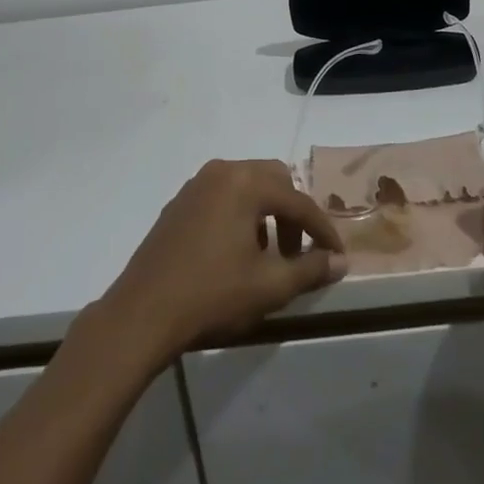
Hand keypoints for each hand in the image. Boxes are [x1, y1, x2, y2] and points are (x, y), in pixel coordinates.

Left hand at [97, 160, 347, 366]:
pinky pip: (223, 196)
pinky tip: (237, 253)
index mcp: (245, 182)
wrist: (142, 312)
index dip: (322, 229)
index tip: (337, 256)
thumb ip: (310, 269)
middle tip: (298, 251)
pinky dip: (240, 214)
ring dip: (266, 213)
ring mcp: (197, 184)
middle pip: (273, 180)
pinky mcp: (180, 202)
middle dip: (292, 213)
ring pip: (247, 186)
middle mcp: (222, 171)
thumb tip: (340, 261)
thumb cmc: (212, 294)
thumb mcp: (269, 286)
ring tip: (268, 256)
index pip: (298, 201)